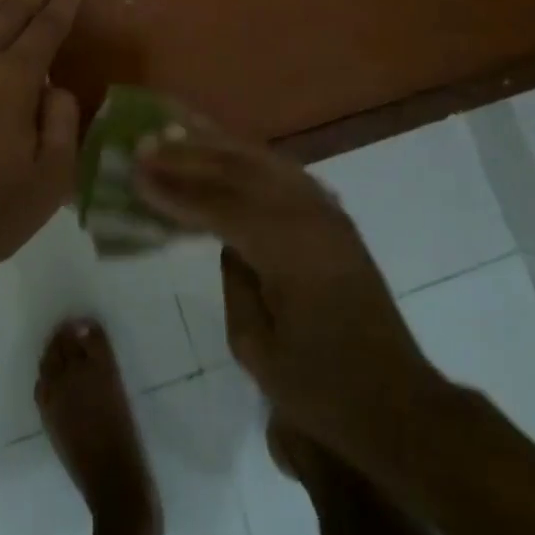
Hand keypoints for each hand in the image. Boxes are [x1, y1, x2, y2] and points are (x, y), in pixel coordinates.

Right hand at [136, 128, 443, 462]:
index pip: (218, 204)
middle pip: (239, 169)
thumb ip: (234, 282)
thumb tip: (224, 241)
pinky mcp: (333, 216)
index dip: (173, 188)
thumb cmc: (324, 390)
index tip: (135, 171)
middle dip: (188, 155)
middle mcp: (309, 214)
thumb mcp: (259, 350)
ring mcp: (325, 210)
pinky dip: (247, 155)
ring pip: (261, 160)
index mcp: (289, 248)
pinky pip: (282, 170)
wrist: (400, 404)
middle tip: (145, 143)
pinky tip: (226, 149)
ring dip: (216, 145)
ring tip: (176, 130)